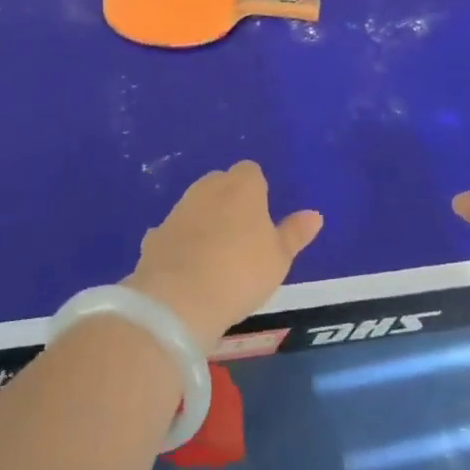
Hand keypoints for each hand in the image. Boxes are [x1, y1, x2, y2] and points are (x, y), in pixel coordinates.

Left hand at [125, 162, 323, 350]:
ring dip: (204, 222)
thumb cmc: (241, 271)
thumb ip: (295, 234)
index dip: (257, 191)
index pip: (251, 172)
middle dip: (229, 202)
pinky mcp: (155, 235)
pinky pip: (173, 234)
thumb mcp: (279, 258)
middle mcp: (208, 188)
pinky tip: (186, 270)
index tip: (262, 217)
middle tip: (242, 237)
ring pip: (195, 207)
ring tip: (215, 257)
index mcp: (242, 186)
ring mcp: (178, 210)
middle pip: (221, 184)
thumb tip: (315, 215)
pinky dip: (180, 245)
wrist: (179, 298)